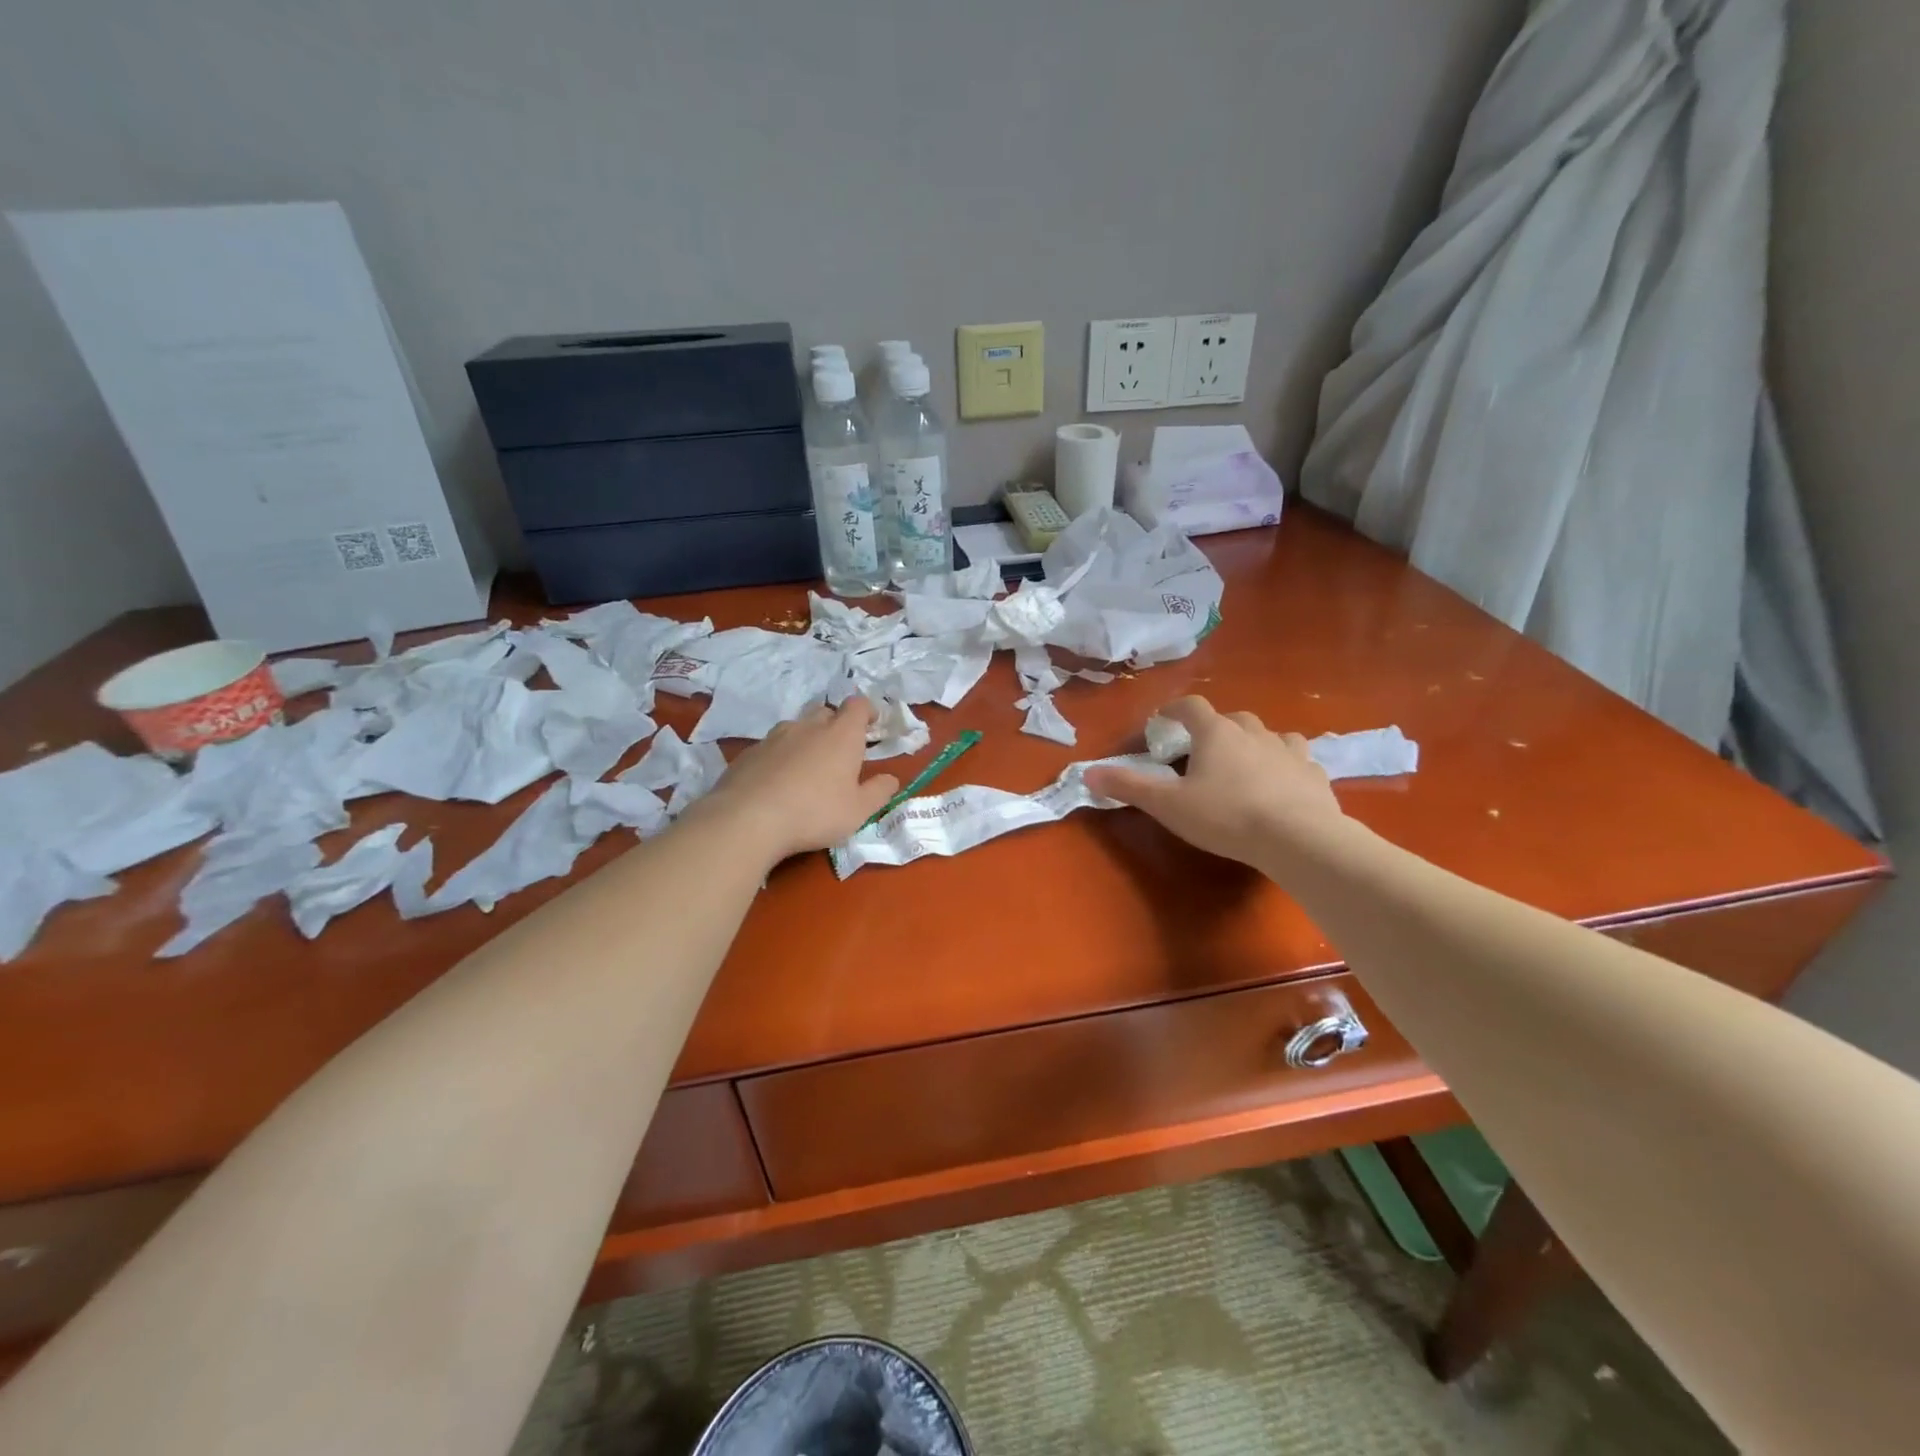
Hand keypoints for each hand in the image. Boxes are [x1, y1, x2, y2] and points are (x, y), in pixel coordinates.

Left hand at [694, 700, 899, 862]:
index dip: (867, 711)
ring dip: (806, 740)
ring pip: (796, 728)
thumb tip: (891, 779)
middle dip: (835, 725)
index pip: (858, 705)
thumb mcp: (858, 811)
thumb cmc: (815, 813)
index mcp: (841, 735)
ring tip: (807, 769)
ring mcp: (775, 737)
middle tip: (840, 753)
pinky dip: (780, 757)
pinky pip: (771, 747)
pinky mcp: (749, 753)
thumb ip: (879, 792)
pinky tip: (777, 783)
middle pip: (826, 712)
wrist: (748, 819)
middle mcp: (808, 727)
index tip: (872, 725)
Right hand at [1084, 697, 1342, 865]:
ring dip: (1253, 743)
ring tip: (1244, 764)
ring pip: (1268, 735)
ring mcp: (1288, 751)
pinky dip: (1285, 765)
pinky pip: (1297, 760)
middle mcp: (1253, 732)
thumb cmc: (1225, 816)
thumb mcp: (1167, 805)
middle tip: (1202, 752)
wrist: (1298, 839)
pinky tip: (1282, 784)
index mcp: (1216, 733)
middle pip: (1231, 718)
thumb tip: (1088, 772)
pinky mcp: (1314, 774)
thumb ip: (1128, 786)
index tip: (1162, 720)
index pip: (1190, 707)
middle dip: (1214, 729)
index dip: (1173, 709)